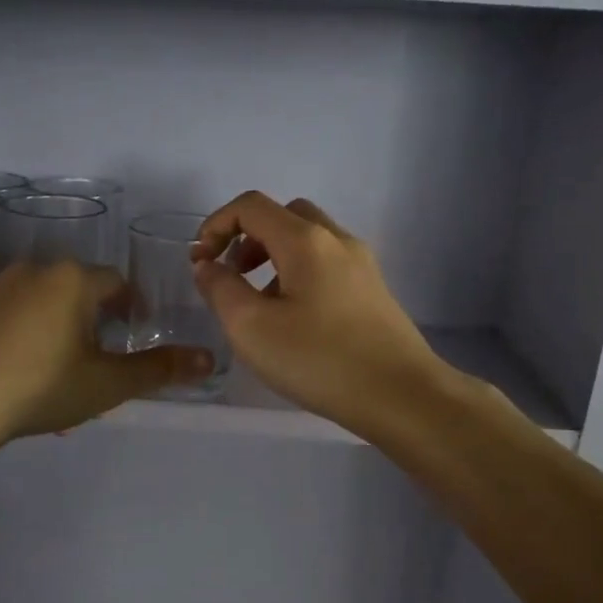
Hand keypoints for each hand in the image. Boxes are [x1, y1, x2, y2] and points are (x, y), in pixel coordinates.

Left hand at [0, 259, 213, 448]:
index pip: (116, 283)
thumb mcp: (107, 384)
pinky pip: (3, 314)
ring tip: (52, 371)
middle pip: (75, 290)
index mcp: (72, 279)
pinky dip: (17, 334)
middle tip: (93, 363)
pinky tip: (11, 370)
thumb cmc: (39, 388)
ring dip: (53, 327)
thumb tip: (210, 359)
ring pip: (38, 302)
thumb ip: (159, 369)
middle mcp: (32, 269)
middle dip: (90, 321)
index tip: (132, 335)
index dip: (130, 308)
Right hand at [191, 192, 450, 437]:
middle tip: (233, 275)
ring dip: (273, 257)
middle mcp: (337, 240)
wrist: (402, 396)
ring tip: (259, 304)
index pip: (251, 206)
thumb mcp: (251, 327)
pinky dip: (299, 275)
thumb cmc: (320, 359)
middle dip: (248, 237)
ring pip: (308, 241)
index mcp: (305, 240)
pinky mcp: (374, 291)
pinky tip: (294, 320)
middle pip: (284, 215)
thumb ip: (220, 289)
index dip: (216, 225)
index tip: (200, 262)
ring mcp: (362, 265)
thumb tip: (207, 265)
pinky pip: (327, 265)